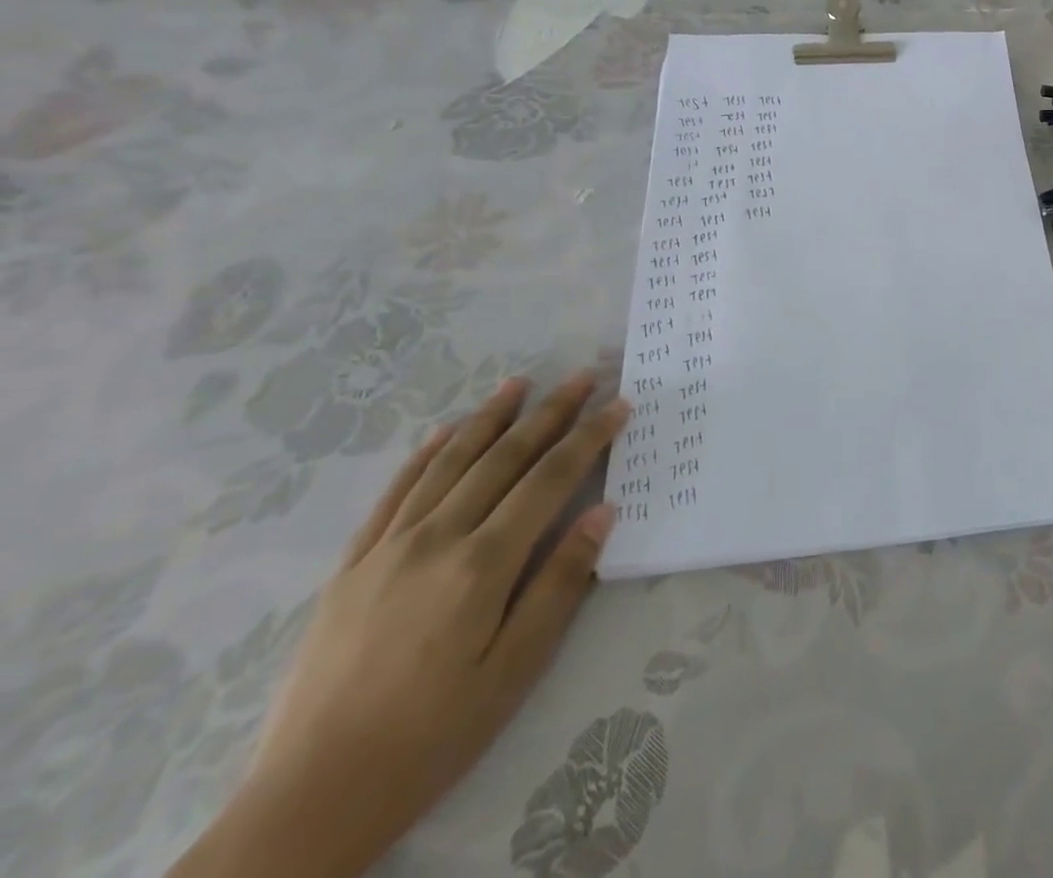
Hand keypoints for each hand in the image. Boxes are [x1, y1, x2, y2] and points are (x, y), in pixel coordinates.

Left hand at [170, 372, 629, 877]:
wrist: (310, 798)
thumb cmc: (431, 736)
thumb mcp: (514, 670)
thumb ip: (560, 584)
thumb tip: (603, 512)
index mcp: (482, 563)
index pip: (550, 479)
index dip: (589, 437)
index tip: (619, 404)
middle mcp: (436, 538)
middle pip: (503, 458)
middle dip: (549, 412)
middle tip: (584, 376)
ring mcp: (387, 548)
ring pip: (448, 462)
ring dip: (489, 418)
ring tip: (519, 383)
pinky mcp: (351, 566)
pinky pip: (393, 493)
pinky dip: (424, 454)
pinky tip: (444, 432)